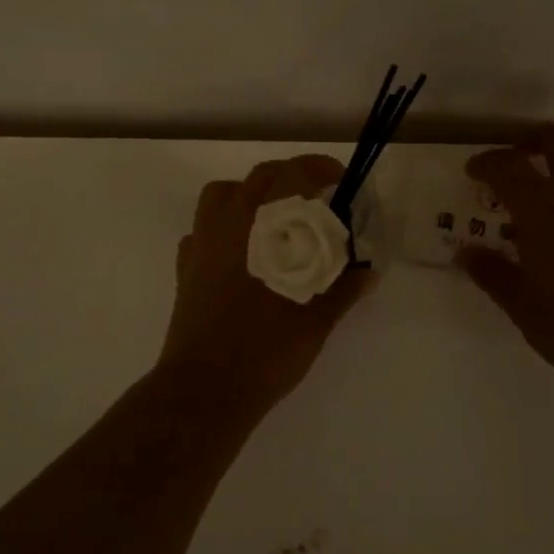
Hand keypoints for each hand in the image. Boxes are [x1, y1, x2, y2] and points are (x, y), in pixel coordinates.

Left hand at [158, 154, 373, 422]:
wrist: (208, 386)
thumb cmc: (268, 349)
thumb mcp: (317, 319)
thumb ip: (344, 288)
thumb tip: (368, 271)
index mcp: (267, 226)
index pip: (294, 175)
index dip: (319, 168)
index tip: (338, 179)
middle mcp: (230, 222)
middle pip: (260, 177)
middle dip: (290, 178)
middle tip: (314, 199)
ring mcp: (202, 243)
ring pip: (222, 194)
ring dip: (250, 194)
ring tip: (272, 219)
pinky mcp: (185, 267)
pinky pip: (202, 230)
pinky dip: (223, 228)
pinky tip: (239, 254)